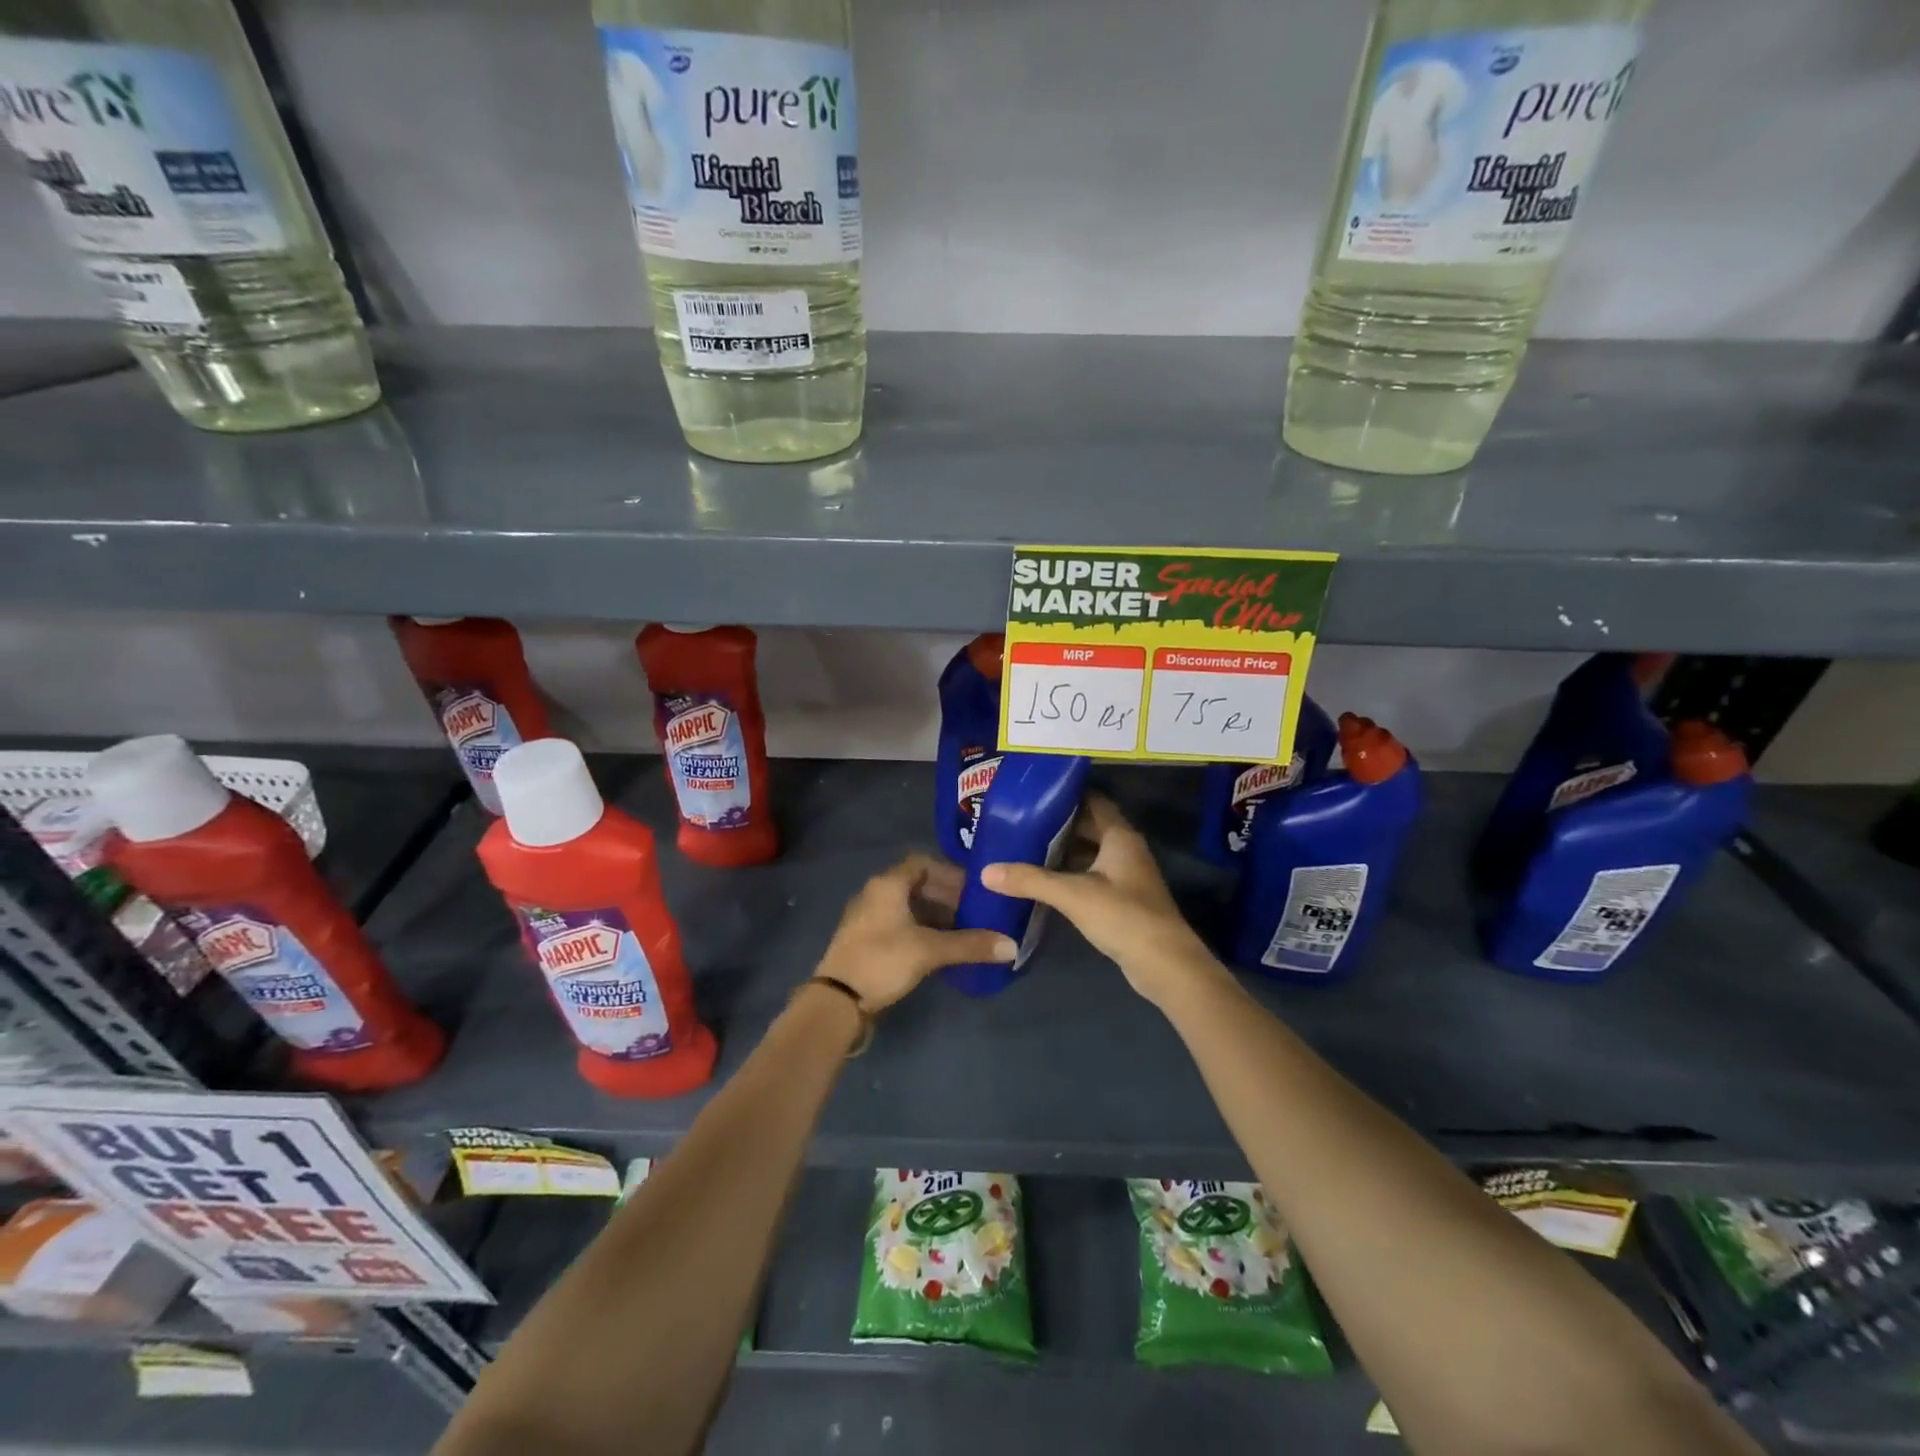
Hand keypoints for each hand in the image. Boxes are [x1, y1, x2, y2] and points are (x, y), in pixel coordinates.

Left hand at [815, 853, 1017, 1011]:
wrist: (837, 1000)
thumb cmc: (883, 961)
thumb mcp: (929, 951)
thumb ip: (970, 945)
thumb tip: (1012, 945)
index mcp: (888, 884)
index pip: (922, 863)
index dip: (949, 873)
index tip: (972, 888)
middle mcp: (875, 893)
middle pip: (916, 884)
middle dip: (946, 896)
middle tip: (973, 912)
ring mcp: (867, 916)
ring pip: (907, 906)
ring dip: (934, 915)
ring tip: (961, 931)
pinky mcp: (865, 939)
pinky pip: (898, 923)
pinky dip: (920, 929)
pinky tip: (938, 949)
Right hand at [982, 795, 1220, 1006]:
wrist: (1164, 964)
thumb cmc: (1123, 916)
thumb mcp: (1072, 895)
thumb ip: (1030, 880)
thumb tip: (986, 871)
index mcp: (1120, 836)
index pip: (1093, 801)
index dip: (1065, 795)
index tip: (1033, 794)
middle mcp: (1125, 849)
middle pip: (1089, 827)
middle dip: (1057, 825)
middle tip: (1020, 822)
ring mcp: (1126, 876)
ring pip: (1089, 853)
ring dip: (1062, 851)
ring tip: (1024, 848)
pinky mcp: (1123, 900)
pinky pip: (1091, 876)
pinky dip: (1069, 874)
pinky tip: (1044, 882)